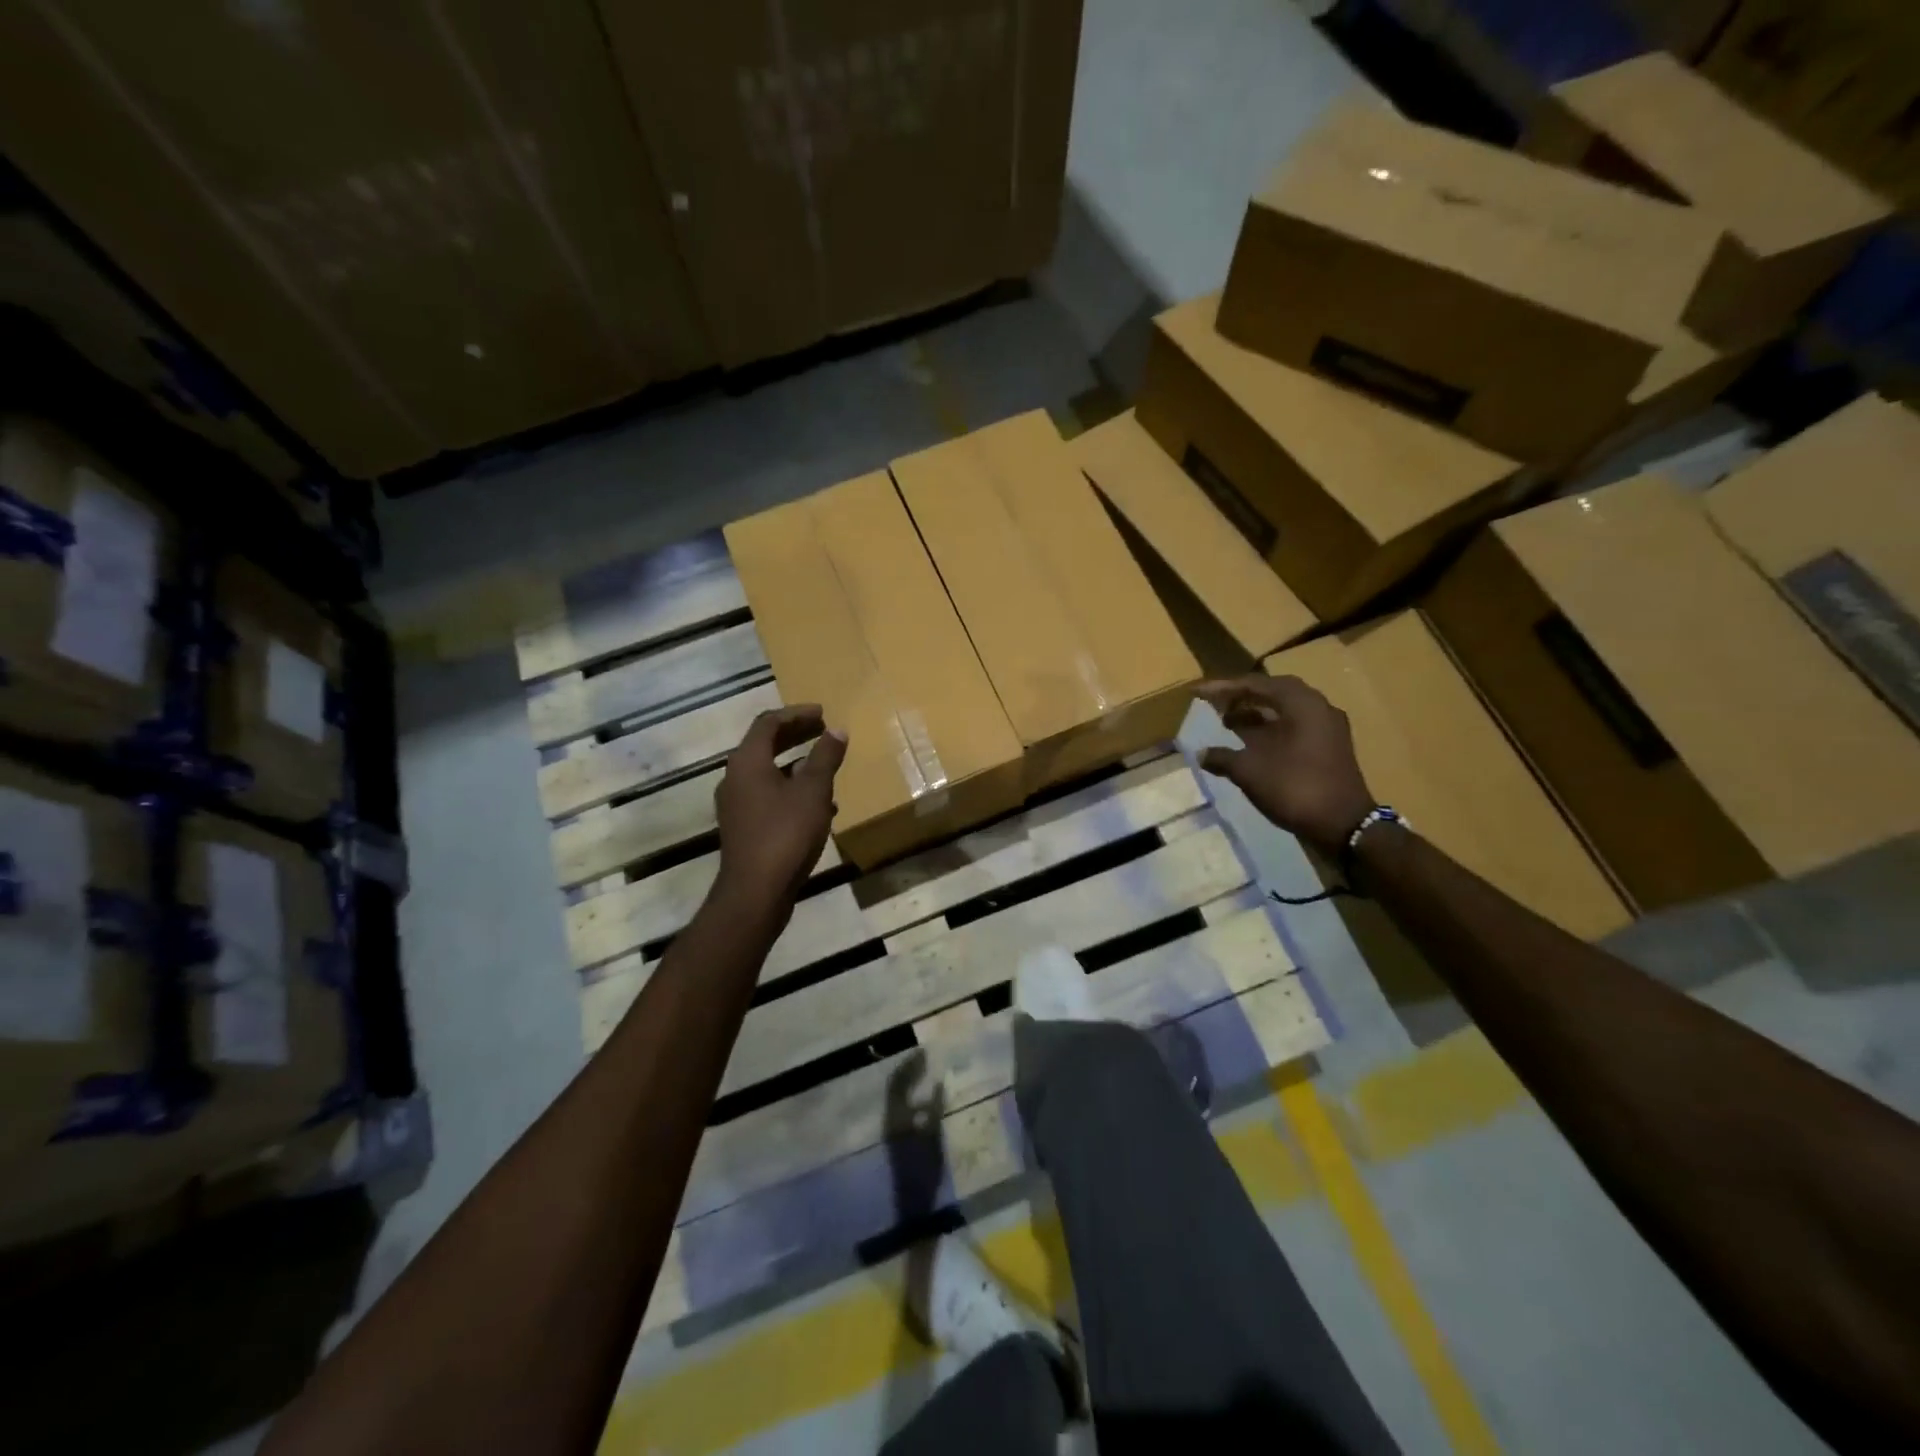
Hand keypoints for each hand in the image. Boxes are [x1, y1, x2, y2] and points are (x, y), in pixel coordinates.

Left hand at [714, 705, 846, 906]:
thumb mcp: (813, 791)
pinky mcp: (743, 827)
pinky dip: (791, 790)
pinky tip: (818, 806)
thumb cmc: (785, 833)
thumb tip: (836, 730)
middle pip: (765, 746)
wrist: (756, 892)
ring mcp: (736, 805)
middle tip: (823, 731)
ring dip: (795, 764)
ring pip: (768, 773)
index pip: (769, 723)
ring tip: (825, 765)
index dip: (796, 714)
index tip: (823, 713)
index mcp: (748, 762)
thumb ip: (825, 757)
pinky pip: (768, 796)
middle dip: (795, 736)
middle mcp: (735, 778)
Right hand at [1196, 675, 1374, 854]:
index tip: (1198, 692)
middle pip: (1273, 692)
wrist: (1344, 825)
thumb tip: (1202, 754)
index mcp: (1301, 703)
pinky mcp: (1329, 748)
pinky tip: (1249, 743)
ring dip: (1255, 714)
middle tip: (1215, 704)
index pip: (1256, 684)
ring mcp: (1327, 728)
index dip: (1223, 688)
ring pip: (1285, 711)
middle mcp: (1318, 707)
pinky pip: (1294, 727)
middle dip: (1241, 697)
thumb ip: (1222, 757)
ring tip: (1226, 723)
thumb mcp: (1249, 771)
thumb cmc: (1294, 787)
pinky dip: (1269, 730)